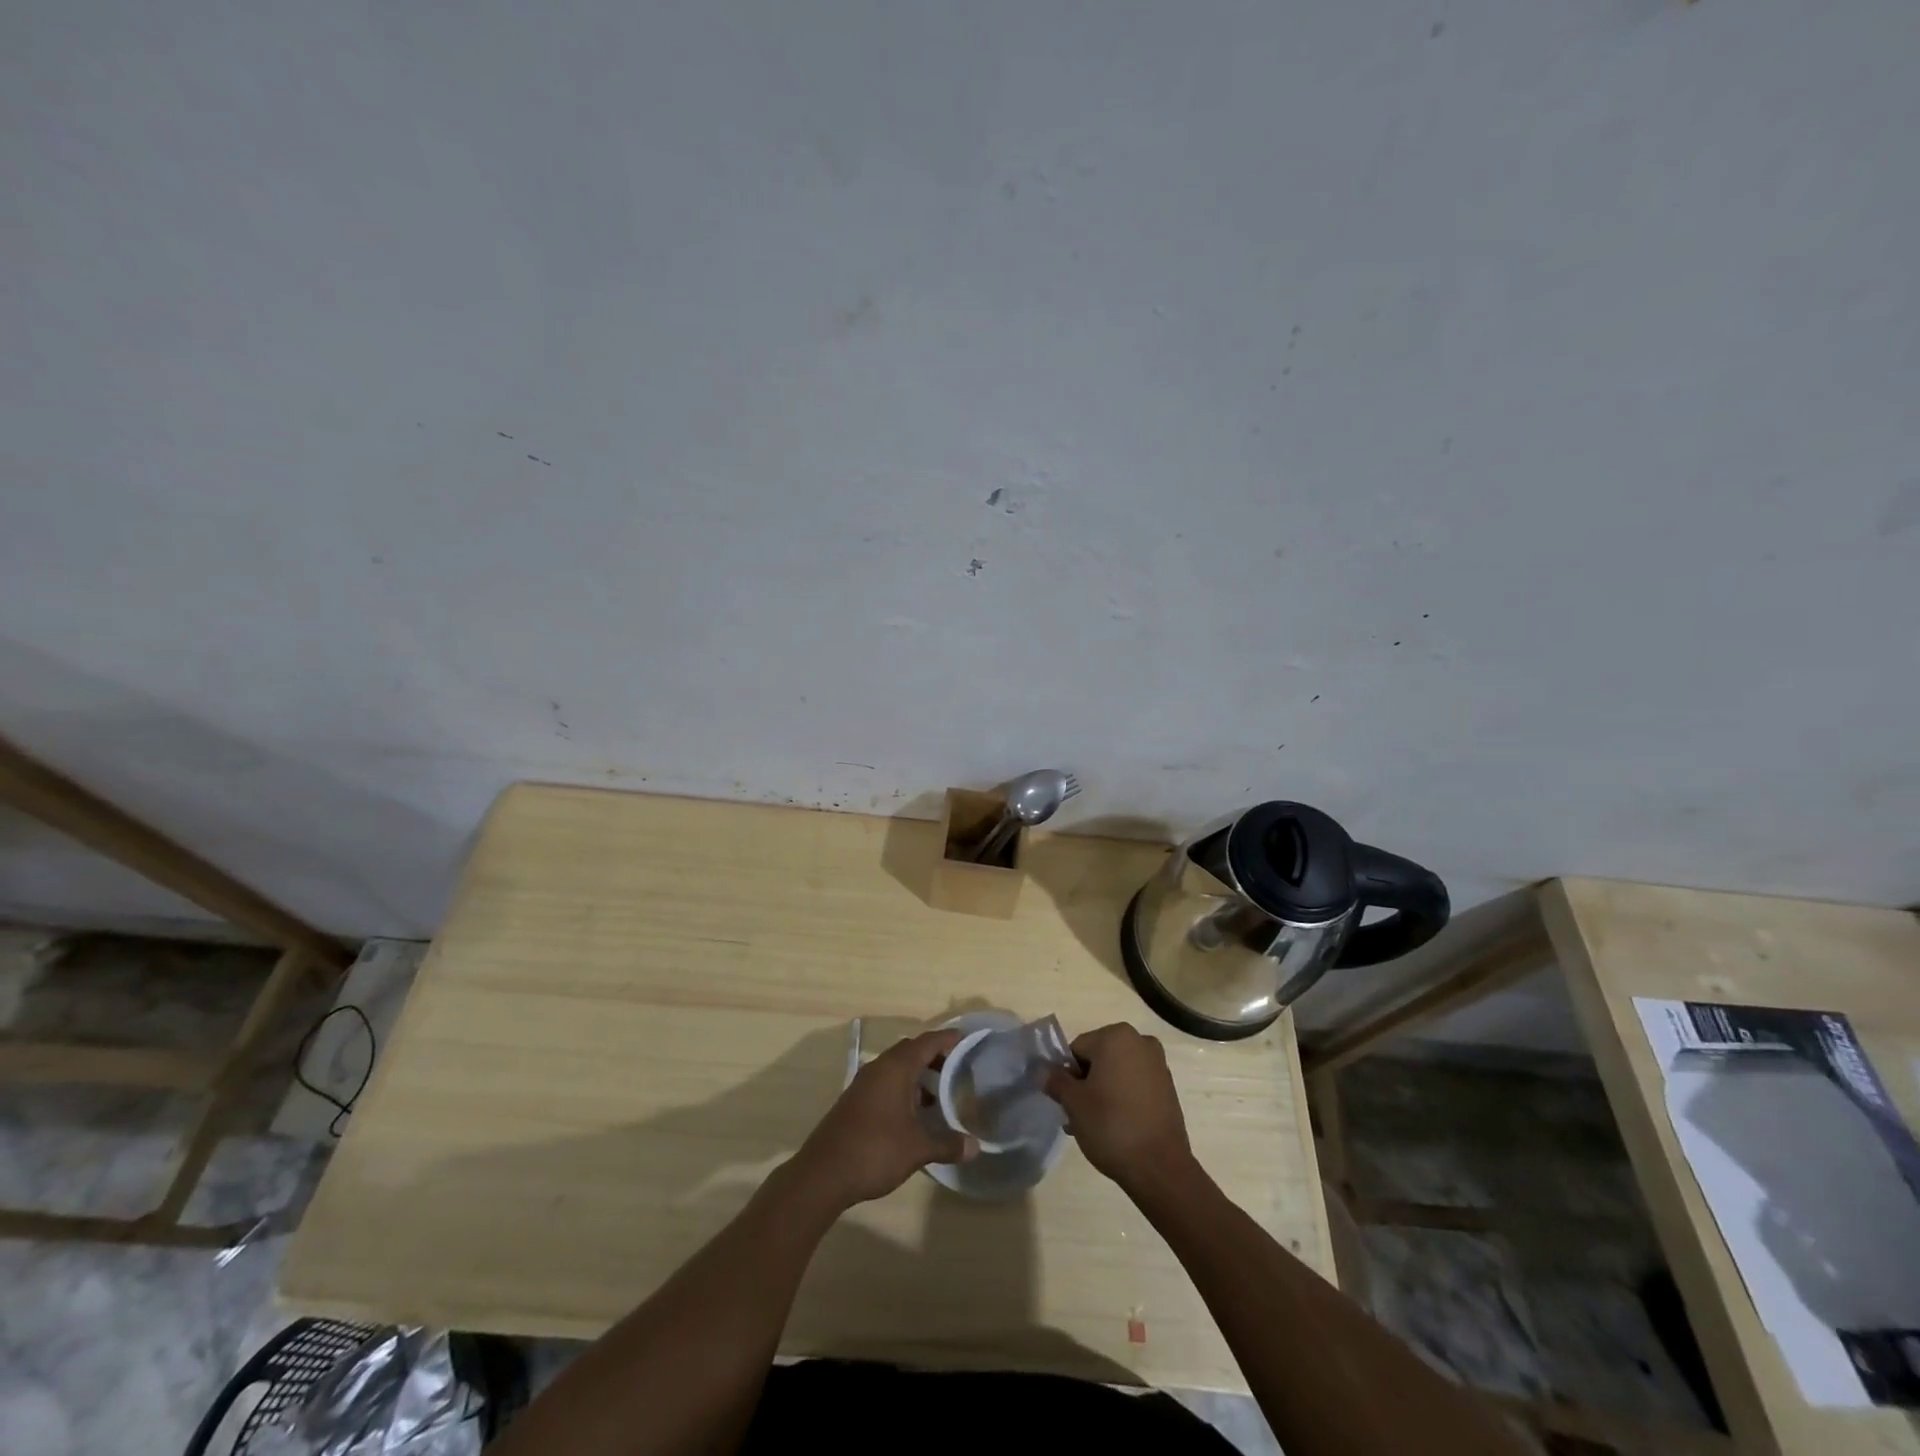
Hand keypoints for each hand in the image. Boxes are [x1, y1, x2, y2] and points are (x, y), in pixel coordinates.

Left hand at [791, 1029, 975, 1210]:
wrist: (824, 1174)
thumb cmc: (875, 1151)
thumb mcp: (917, 1148)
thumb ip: (947, 1144)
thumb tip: (975, 1146)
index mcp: (896, 1068)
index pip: (926, 1042)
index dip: (947, 1039)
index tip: (965, 1040)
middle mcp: (879, 1068)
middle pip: (910, 1051)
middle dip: (933, 1056)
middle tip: (956, 1068)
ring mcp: (863, 1084)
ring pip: (896, 1068)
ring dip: (917, 1075)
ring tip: (938, 1093)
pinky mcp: (855, 1101)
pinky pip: (885, 1083)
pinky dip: (902, 1088)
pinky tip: (913, 1113)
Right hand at [1044, 1023, 1195, 1193]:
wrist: (1160, 1167)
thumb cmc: (1112, 1126)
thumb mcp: (1073, 1103)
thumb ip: (1055, 1081)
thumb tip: (1042, 1070)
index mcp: (1116, 1036)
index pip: (1077, 1049)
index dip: (1067, 1076)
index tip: (1067, 1103)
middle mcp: (1139, 1041)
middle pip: (1098, 1059)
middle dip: (1085, 1084)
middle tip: (1077, 1116)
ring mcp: (1157, 1064)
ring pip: (1116, 1073)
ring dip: (1102, 1092)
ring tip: (1093, 1126)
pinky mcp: (1168, 1087)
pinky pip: (1134, 1085)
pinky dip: (1122, 1098)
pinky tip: (1115, 1127)